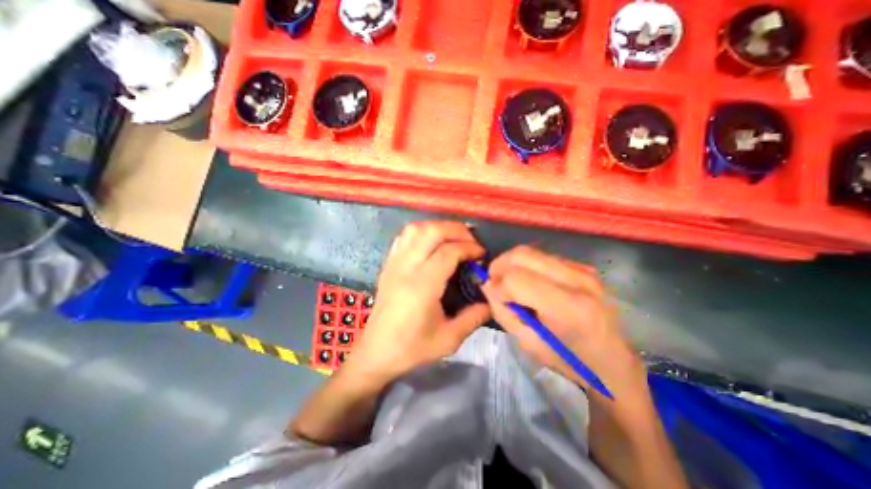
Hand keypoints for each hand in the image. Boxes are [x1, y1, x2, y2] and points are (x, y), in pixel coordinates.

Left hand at [345, 221, 492, 386]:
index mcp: (423, 285)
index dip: (469, 247)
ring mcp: (394, 263)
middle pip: (432, 231)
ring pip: (416, 228)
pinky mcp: (388, 264)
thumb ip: (474, 317)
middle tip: (471, 241)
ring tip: (453, 238)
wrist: (376, 352)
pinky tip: (431, 242)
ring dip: (438, 227)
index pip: (449, 251)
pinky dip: (421, 232)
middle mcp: (406, 267)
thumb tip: (491, 300)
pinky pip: (404, 236)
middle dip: (456, 230)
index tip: (481, 254)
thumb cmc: (412, 348)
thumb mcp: (449, 339)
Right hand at [479, 246, 648, 405]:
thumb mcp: (529, 345)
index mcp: (568, 308)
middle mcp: (577, 280)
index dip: (497, 284)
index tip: (492, 294)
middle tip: (494, 282)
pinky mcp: (583, 267)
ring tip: (509, 282)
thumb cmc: (570, 360)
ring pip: (531, 251)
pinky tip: (528, 282)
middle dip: (499, 266)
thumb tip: (487, 285)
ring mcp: (583, 270)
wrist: (614, 361)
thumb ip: (503, 312)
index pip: (516, 278)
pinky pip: (543, 256)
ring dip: (512, 264)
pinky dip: (527, 265)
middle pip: (522, 254)